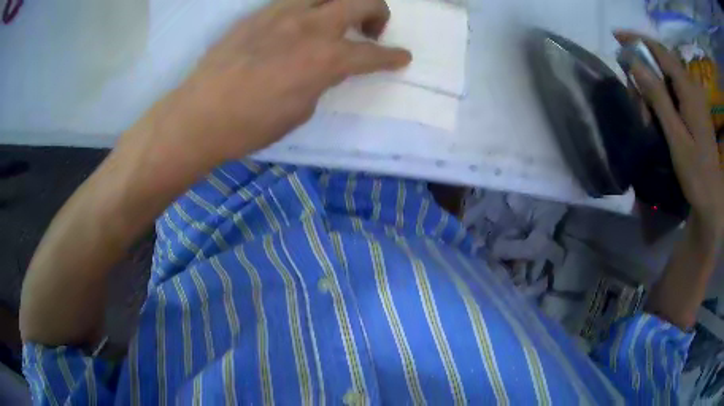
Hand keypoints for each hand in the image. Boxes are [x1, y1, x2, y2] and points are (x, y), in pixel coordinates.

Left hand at [148, 0, 410, 169]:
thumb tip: (328, 67)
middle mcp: (311, 26)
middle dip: (379, 14)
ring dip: (343, 3)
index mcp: (326, 58)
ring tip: (336, 19)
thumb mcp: (300, 110)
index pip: (373, 53)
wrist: (199, 115)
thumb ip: (322, 80)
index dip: (393, 57)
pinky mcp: (259, 13)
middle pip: (363, 1)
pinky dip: (309, 6)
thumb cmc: (251, 125)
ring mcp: (283, 13)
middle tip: (371, 31)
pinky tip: (299, 23)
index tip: (402, 58)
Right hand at [615, 32, 723, 239]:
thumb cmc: (696, 172)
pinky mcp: (696, 108)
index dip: (638, 40)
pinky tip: (659, 114)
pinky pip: (676, 89)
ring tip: (647, 114)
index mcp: (690, 91)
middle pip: (665, 62)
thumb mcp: (676, 137)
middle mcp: (693, 87)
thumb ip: (657, 96)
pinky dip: (663, 94)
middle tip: (635, 95)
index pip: (661, 51)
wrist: (712, 199)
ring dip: (654, 85)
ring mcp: (696, 98)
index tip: (617, 36)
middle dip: (646, 68)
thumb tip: (632, 61)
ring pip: (669, 76)